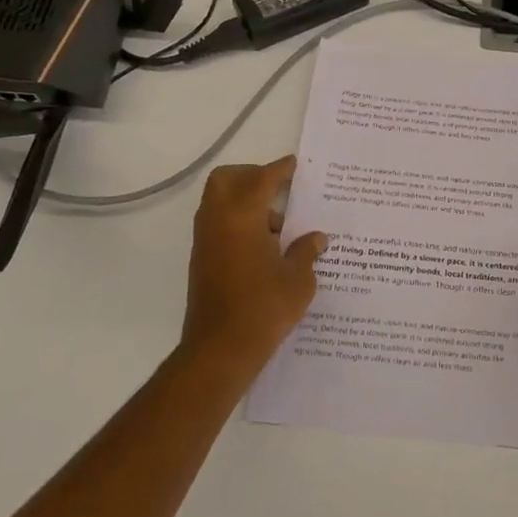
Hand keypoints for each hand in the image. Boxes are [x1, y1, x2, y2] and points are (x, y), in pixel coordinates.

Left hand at [178, 156, 325, 387]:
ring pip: (219, 202)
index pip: (262, 178)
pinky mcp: (202, 260)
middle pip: (227, 179)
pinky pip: (218, 225)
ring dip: (245, 202)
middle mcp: (217, 221)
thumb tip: (316, 237)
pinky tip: (265, 247)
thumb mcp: (299, 279)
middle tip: (279, 189)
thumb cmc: (264, 308)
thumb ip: (306, 251)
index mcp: (242, 216)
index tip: (296, 165)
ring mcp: (205, 241)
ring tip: (279, 226)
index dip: (280, 169)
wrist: (220, 350)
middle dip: (252, 176)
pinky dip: (238, 222)